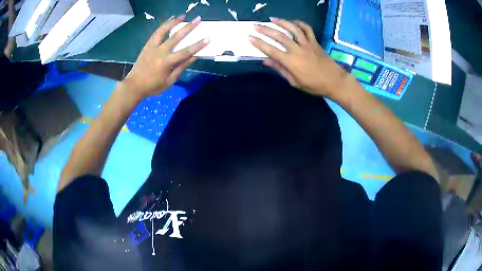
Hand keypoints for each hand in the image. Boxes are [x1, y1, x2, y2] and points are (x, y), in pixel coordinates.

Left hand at [122, 15, 208, 100]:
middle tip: (198, 19)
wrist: (134, 85)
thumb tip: (194, 57)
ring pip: (164, 31)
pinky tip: (169, 20)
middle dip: (189, 27)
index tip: (208, 38)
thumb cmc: (153, 86)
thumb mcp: (169, 81)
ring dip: (174, 22)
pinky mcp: (147, 45)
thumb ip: (181, 68)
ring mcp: (152, 47)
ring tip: (182, 15)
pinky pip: (156, 33)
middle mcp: (160, 52)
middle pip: (176, 37)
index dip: (198, 45)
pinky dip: (163, 25)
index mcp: (166, 63)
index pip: (185, 52)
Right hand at [250, 18, 351, 98]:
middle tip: (256, 25)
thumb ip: (280, 69)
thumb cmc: (313, 85)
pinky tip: (293, 22)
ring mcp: (307, 44)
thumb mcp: (295, 82)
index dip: (259, 43)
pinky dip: (300, 23)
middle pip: (279, 36)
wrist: (334, 81)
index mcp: (291, 62)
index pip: (271, 50)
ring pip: (293, 29)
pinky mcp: (315, 42)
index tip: (250, 38)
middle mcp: (297, 50)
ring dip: (281, 22)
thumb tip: (266, 61)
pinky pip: (307, 29)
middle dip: (265, 30)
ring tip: (272, 19)